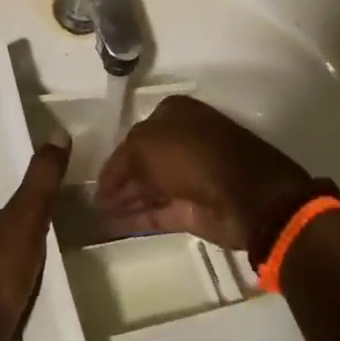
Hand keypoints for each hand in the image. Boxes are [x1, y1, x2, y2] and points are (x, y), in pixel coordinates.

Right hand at [96, 95, 326, 254]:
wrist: (247, 195)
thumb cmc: (192, 155)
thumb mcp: (145, 144)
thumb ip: (123, 159)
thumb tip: (112, 181)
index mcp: (174, 114)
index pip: (134, 135)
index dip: (114, 158)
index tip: (94, 179)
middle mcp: (182, 141)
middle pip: (142, 163)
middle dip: (118, 181)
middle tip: (92, 200)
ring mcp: (190, 176)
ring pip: (149, 188)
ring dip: (125, 201)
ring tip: (97, 215)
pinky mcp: (195, 209)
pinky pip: (159, 212)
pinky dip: (137, 218)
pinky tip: (113, 226)